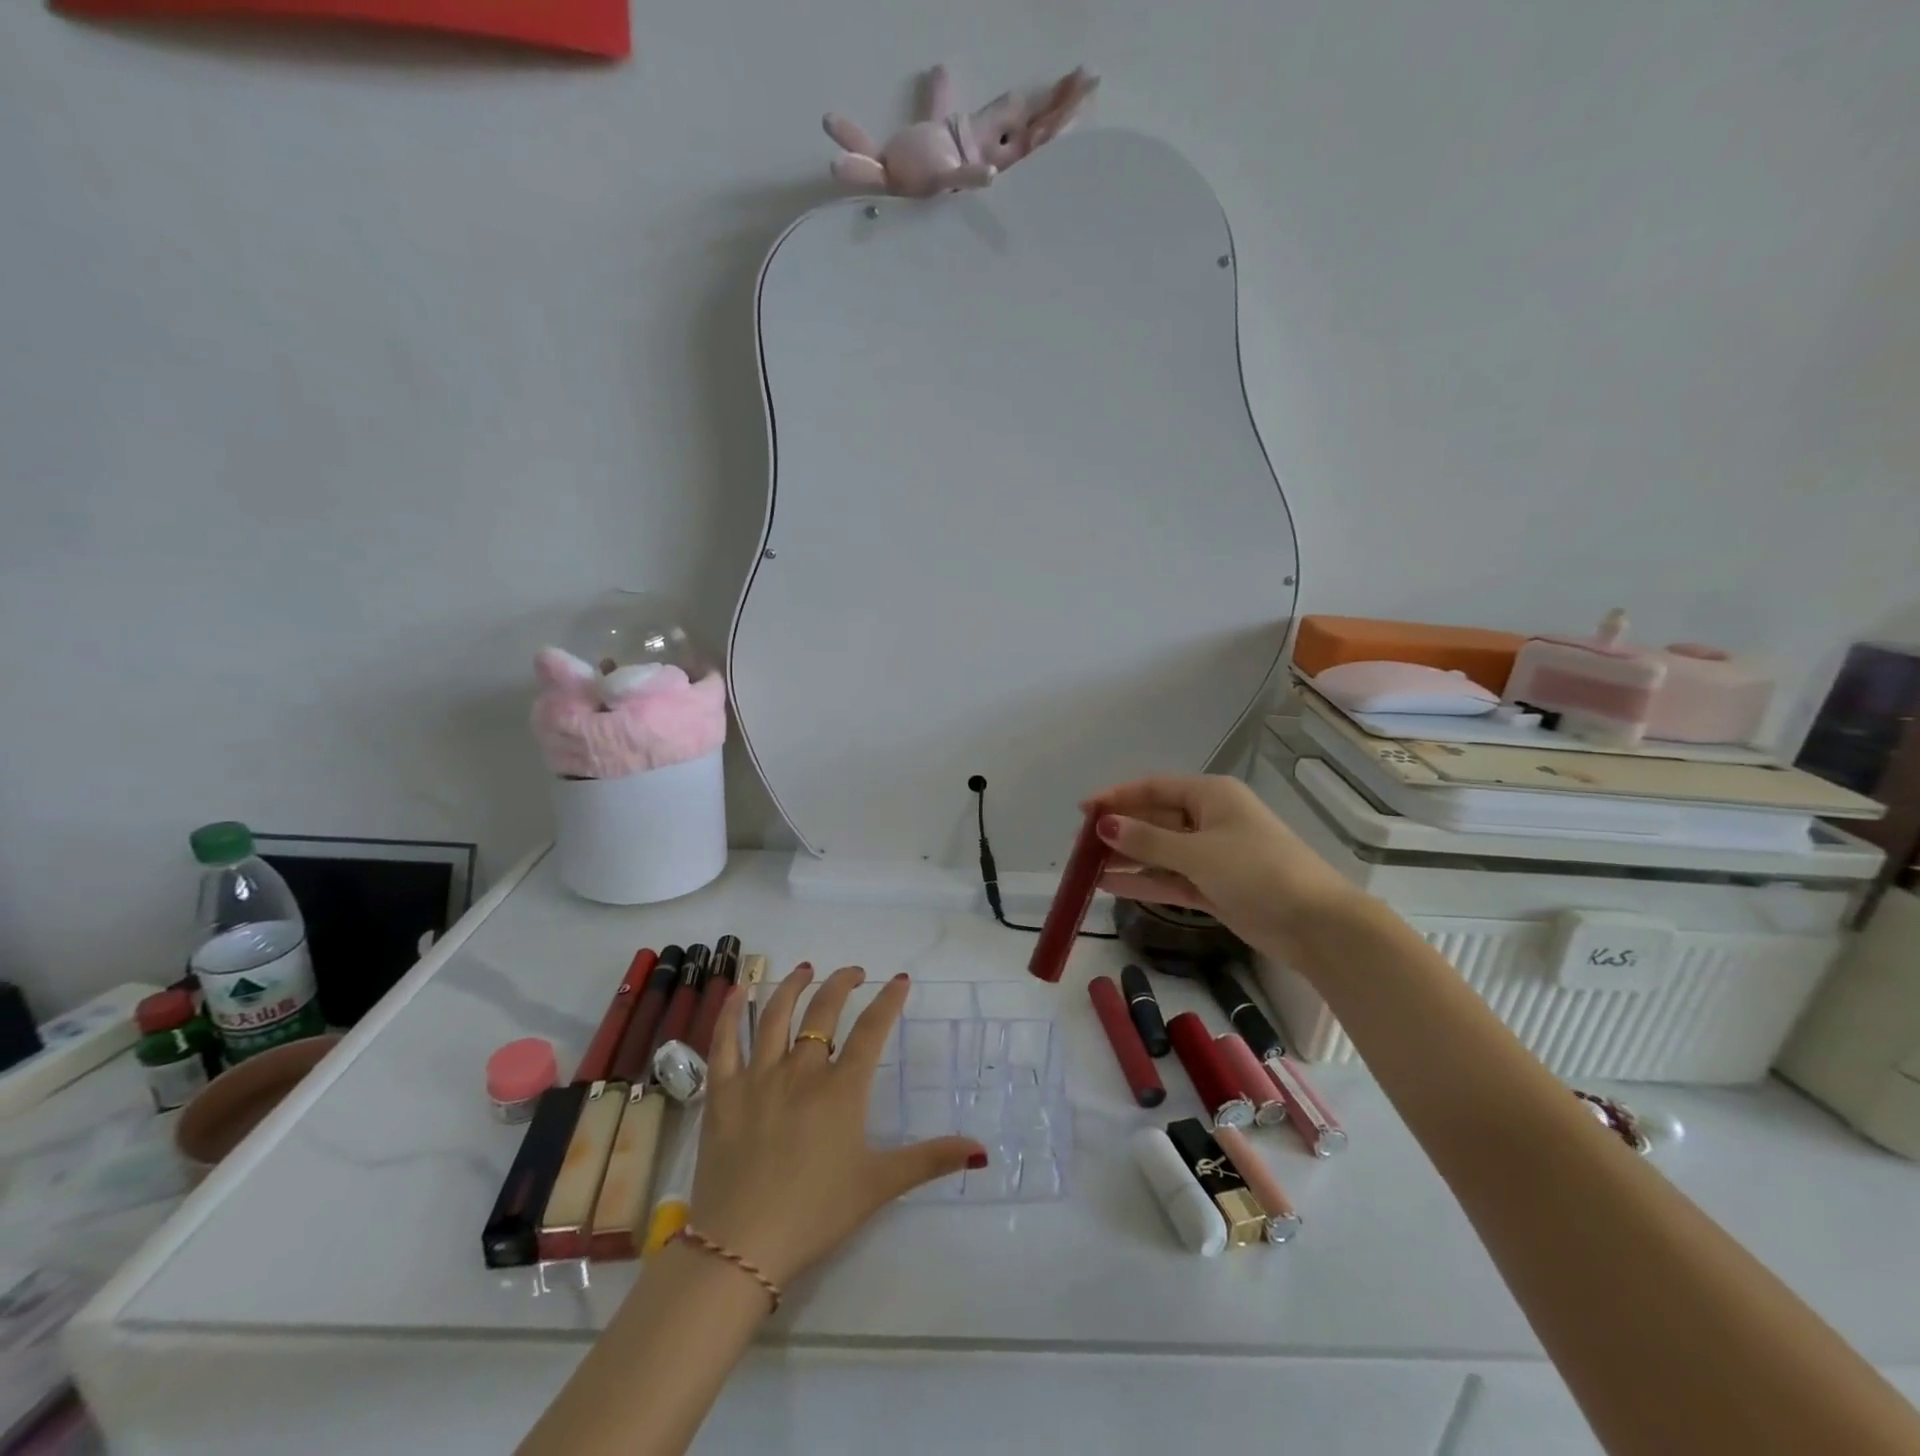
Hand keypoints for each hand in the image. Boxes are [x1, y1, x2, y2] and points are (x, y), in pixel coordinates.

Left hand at [690, 964, 985, 1289]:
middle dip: (842, 984)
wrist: (742, 1247)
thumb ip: (929, 1160)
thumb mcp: (880, 1186)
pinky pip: (725, 1042)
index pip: (871, 1030)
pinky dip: (731, 1012)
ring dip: (792, 986)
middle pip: (823, 1011)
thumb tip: (981, 1149)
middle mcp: (801, 1071)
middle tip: (854, 972)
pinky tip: (738, 989)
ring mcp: (758, 1077)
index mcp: (842, 1089)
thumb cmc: (816, 1213)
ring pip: (775, 1016)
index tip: (900, 980)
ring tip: (804, 969)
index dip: (888, 1001)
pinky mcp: (723, 1093)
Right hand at [1084, 774, 1356, 955]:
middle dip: (1120, 831)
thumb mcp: (1198, 852)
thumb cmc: (1258, 871)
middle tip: (1080, 846)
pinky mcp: (1215, 887)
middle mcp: (1210, 820)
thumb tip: (1104, 825)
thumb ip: (1148, 840)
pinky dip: (1144, 881)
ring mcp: (1212, 855)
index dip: (1117, 797)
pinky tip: (1110, 886)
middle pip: (1155, 819)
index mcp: (1211, 796)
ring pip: (1160, 851)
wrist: (1316, 924)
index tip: (1083, 811)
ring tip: (1086, 869)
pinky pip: (1171, 878)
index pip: (1154, 788)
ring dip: (1127, 858)